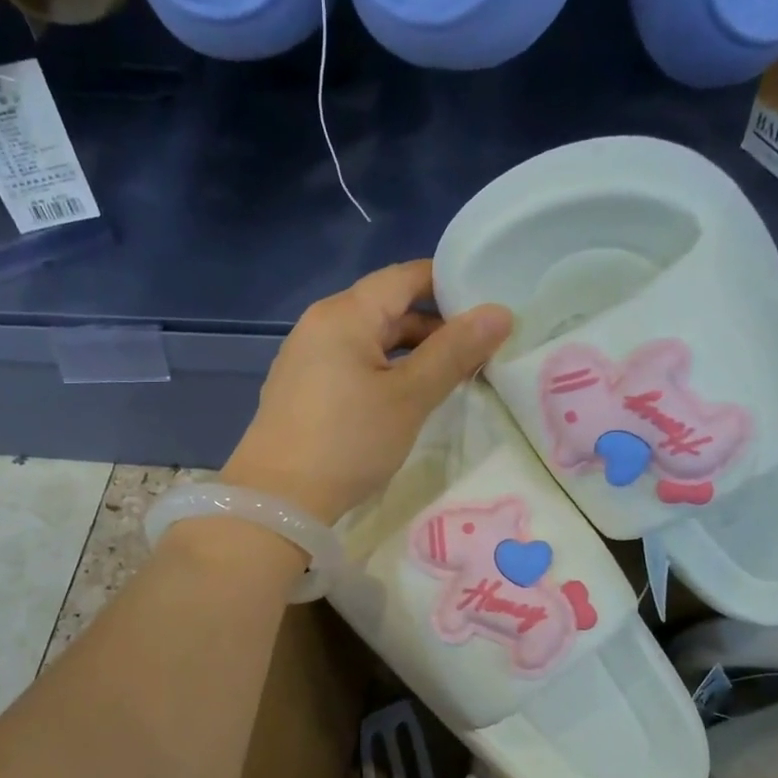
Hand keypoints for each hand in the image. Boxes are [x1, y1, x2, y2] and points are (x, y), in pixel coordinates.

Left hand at [221, 260, 512, 522]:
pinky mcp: (302, 387)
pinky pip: (351, 362)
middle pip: (387, 307)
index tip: (489, 306)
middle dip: (435, 324)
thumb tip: (500, 312)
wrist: (278, 500)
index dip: (449, 285)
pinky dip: (383, 369)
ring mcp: (306, 356)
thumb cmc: (348, 442)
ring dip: (411, 351)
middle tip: (480, 348)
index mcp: (344, 314)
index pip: (405, 277)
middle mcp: (320, 324)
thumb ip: (454, 352)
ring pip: (370, 338)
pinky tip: (405, 396)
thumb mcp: (409, 397)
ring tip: (451, 375)